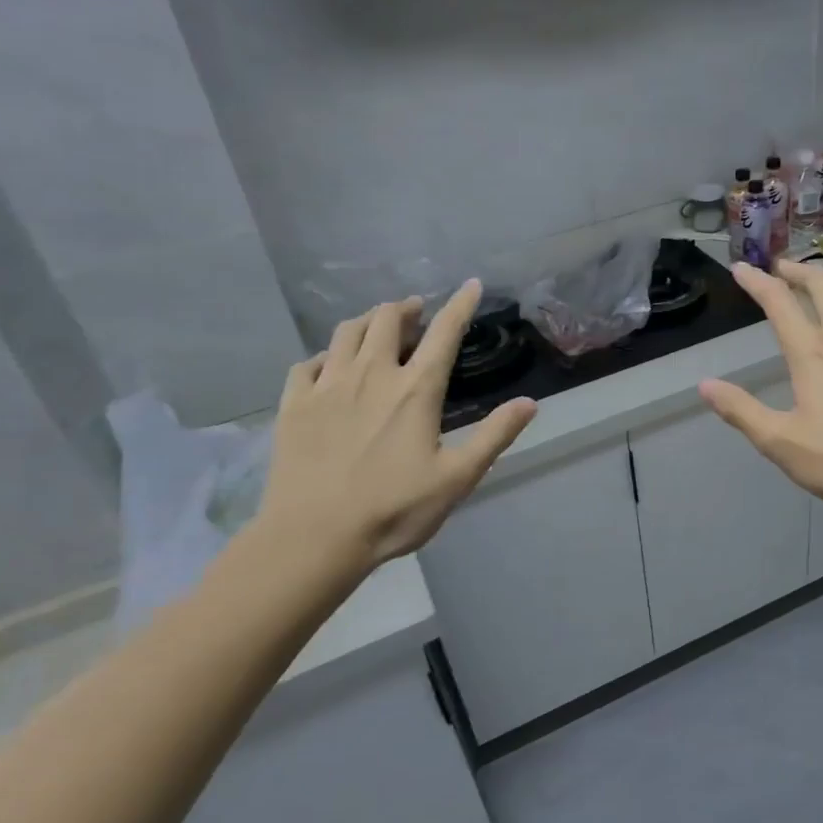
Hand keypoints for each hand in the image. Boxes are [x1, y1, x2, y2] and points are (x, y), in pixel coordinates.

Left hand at [252, 280, 536, 585]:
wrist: (314, 538)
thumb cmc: (394, 510)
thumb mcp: (457, 478)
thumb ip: (494, 436)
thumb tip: (529, 403)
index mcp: (415, 390)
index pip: (444, 333)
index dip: (460, 305)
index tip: (470, 285)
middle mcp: (371, 375)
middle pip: (387, 320)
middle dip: (406, 309)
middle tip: (416, 313)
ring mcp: (327, 386)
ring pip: (346, 333)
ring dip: (367, 321)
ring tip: (377, 327)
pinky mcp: (293, 404)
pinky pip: (307, 363)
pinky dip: (325, 355)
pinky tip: (329, 366)